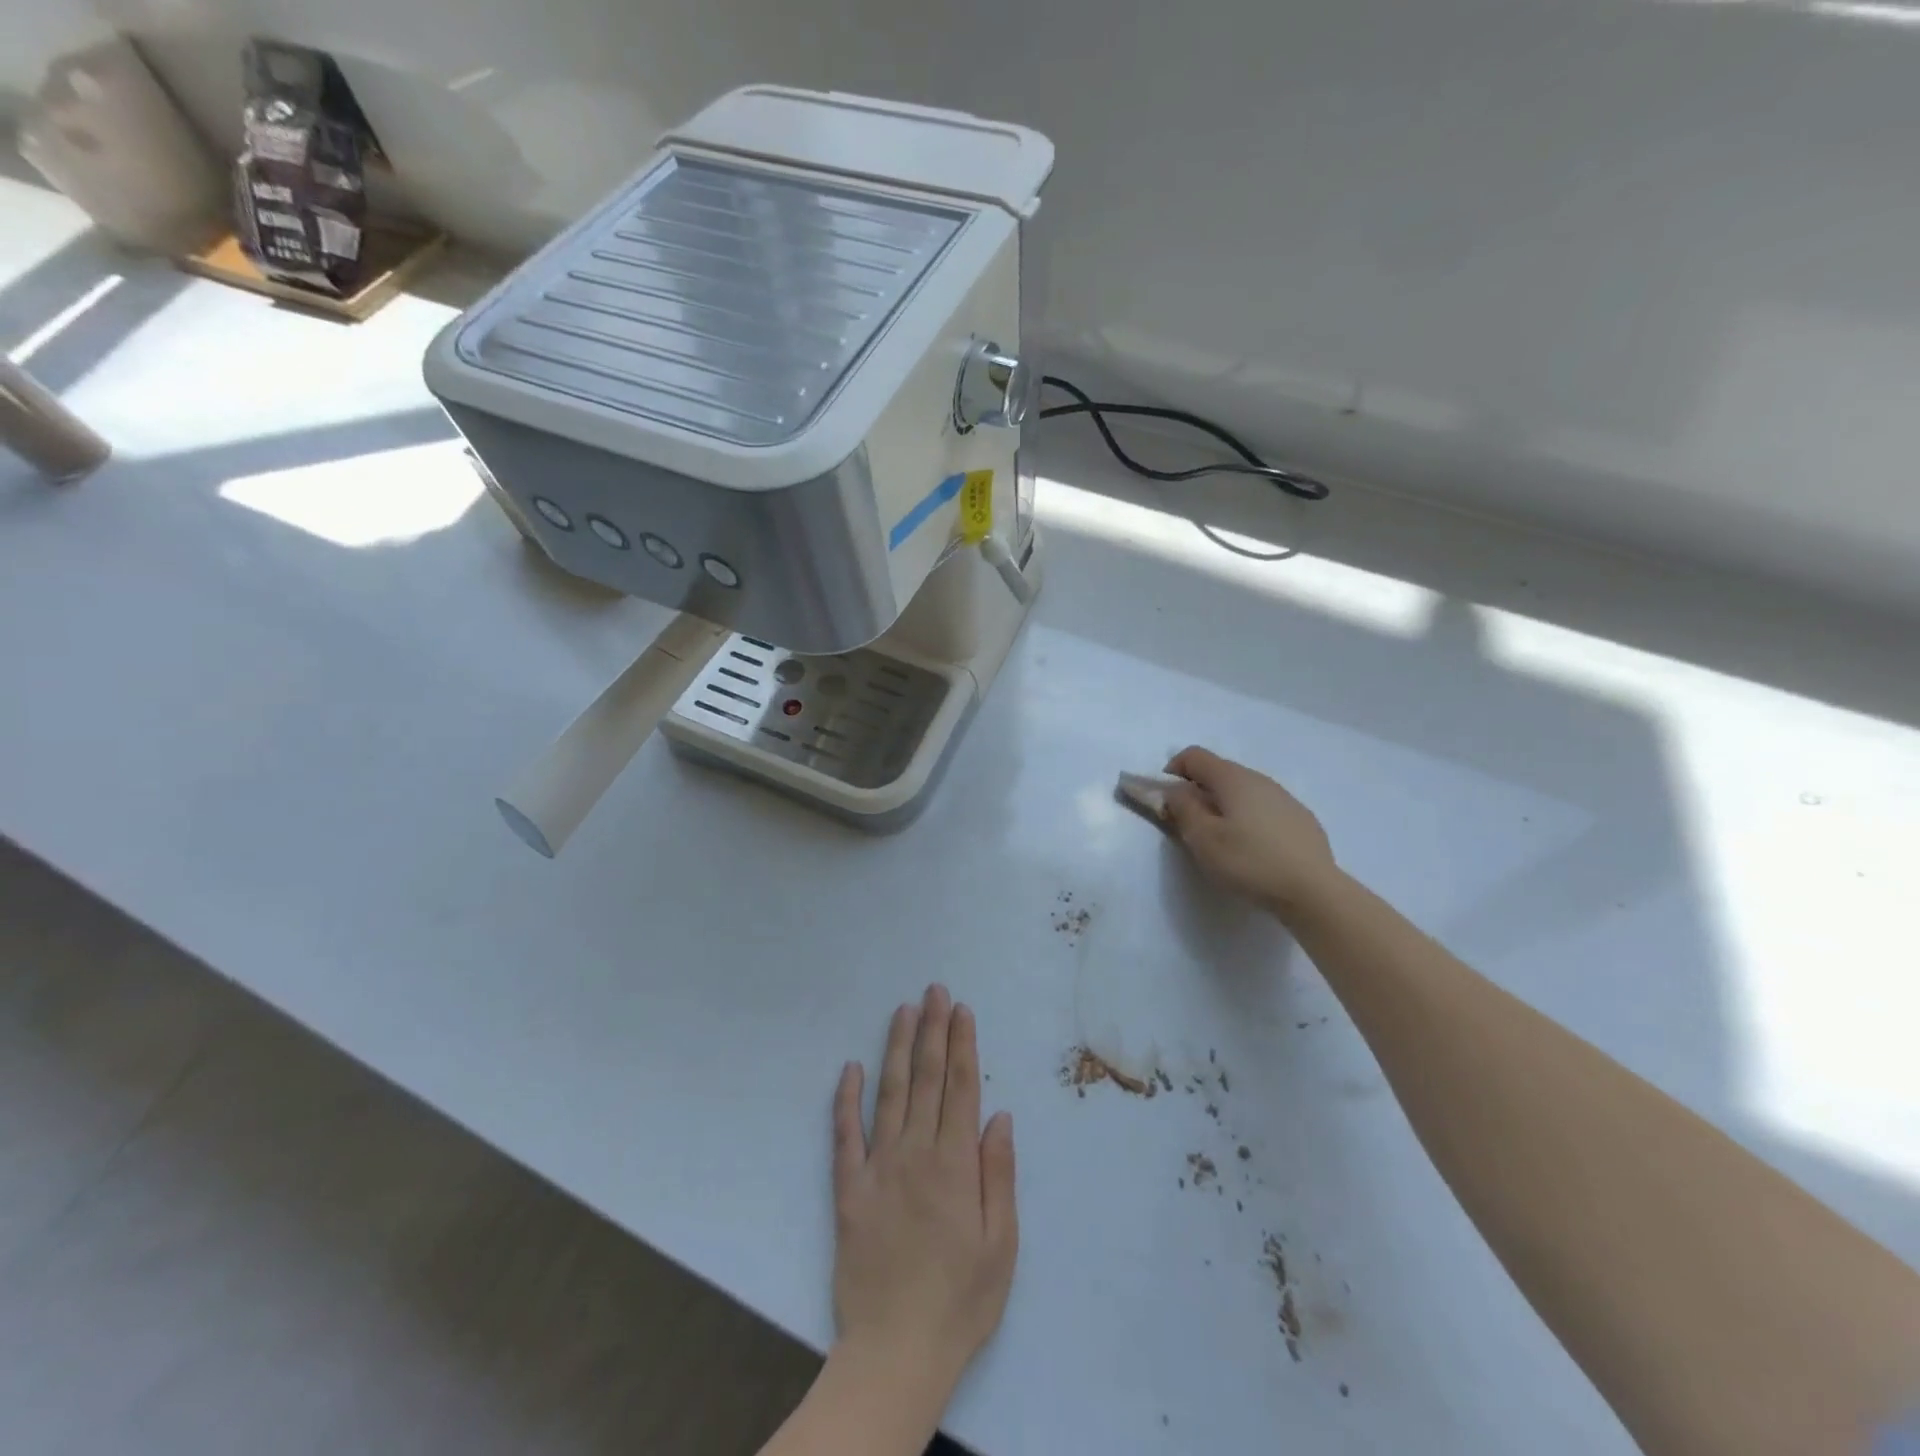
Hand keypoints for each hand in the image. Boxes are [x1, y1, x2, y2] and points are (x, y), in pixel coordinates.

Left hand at [831, 985, 1017, 1409]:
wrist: (896, 1351)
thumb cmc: (961, 1300)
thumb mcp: (1002, 1244)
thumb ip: (999, 1174)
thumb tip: (998, 1115)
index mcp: (955, 1164)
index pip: (960, 1088)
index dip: (962, 1045)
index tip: (961, 1010)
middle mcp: (916, 1153)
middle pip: (927, 1079)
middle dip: (932, 1030)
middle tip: (933, 990)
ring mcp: (879, 1167)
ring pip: (890, 1093)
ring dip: (897, 1048)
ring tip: (902, 1011)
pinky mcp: (849, 1188)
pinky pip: (846, 1135)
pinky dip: (846, 1099)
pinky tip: (849, 1068)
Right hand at [1162, 746, 1339, 919]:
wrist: (1314, 891)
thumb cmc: (1249, 861)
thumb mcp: (1203, 838)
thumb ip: (1182, 808)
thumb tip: (1174, 790)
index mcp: (1232, 778)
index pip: (1194, 756)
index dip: (1173, 771)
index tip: (1167, 801)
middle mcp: (1260, 779)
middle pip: (1219, 772)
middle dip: (1197, 791)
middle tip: (1190, 825)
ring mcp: (1284, 797)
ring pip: (1243, 791)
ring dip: (1224, 806)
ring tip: (1222, 840)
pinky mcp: (1301, 819)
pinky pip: (1263, 808)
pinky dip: (1248, 818)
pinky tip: (1253, 849)